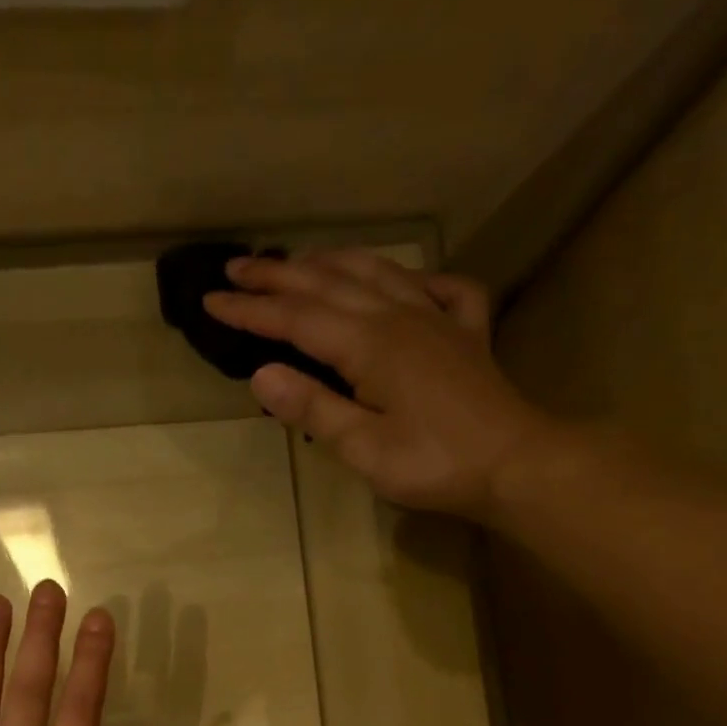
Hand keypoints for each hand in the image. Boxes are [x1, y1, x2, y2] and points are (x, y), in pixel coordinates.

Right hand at [204, 249, 552, 520]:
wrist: (514, 465)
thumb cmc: (433, 463)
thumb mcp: (363, 448)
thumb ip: (313, 408)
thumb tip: (261, 374)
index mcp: (369, 344)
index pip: (296, 319)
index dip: (251, 311)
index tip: (212, 302)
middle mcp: (400, 316)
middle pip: (329, 284)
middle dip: (278, 276)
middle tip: (237, 268)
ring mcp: (437, 318)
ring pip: (377, 273)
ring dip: (332, 263)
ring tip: (300, 260)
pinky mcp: (466, 333)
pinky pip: (441, 289)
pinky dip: (417, 278)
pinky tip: (409, 282)